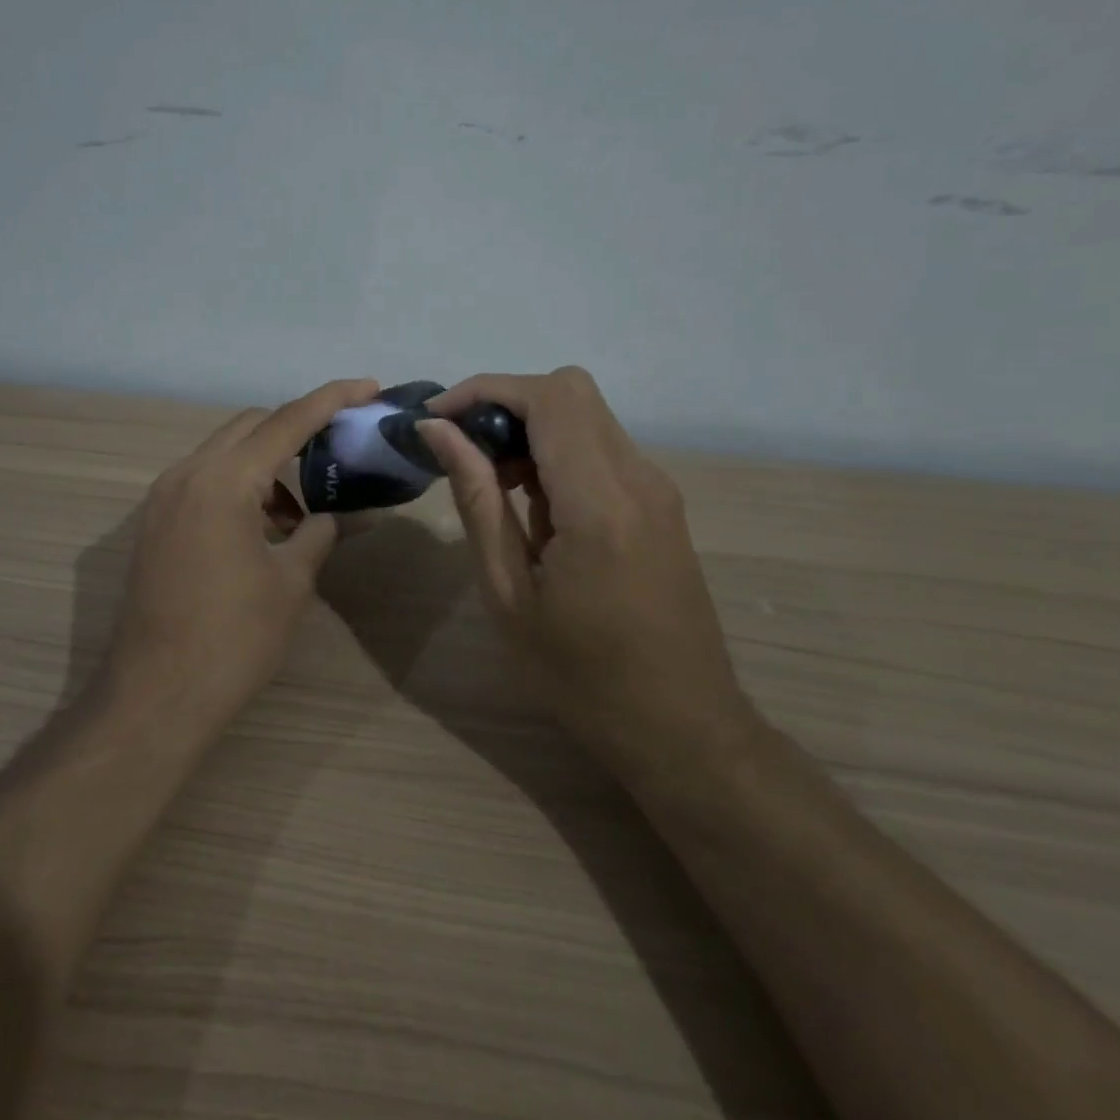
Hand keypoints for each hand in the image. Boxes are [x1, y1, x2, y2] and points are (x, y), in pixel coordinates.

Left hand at [110, 378, 380, 730]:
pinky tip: (264, 527)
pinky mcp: (154, 524)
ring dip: (266, 464)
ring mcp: (162, 499)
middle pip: (250, 427)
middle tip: (340, 448)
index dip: (331, 399)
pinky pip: (203, 482)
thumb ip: (322, 533)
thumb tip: (352, 514)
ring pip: (224, 454)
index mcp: (223, 480)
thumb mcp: (291, 582)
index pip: (286, 421)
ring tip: (302, 510)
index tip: (368, 386)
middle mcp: (186, 474)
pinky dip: (238, 487)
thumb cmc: (233, 638)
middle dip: (297, 429)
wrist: (156, 695)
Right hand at [418, 368, 753, 774]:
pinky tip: (532, 509)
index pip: (549, 398)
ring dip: (530, 430)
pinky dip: (556, 454)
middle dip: (505, 404)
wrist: (683, 729)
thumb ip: (476, 500)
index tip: (437, 420)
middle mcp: (639, 479)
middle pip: (570, 392)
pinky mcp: (660, 505)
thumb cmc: (581, 677)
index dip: (485, 391)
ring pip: (586, 416)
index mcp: (600, 503)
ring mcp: (657, 490)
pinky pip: (601, 450)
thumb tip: (438, 433)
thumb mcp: (510, 594)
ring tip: (491, 486)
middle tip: (463, 453)